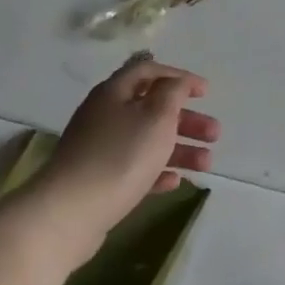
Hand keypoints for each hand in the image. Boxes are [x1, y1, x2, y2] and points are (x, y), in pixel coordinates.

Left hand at [14, 57, 219, 266]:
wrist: (69, 213)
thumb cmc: (121, 156)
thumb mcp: (157, 116)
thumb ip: (173, 93)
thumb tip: (176, 83)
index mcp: (114, 93)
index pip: (149, 72)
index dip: (179, 77)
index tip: (206, 92)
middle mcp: (104, 116)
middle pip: (152, 109)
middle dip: (187, 119)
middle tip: (215, 133)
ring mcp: (99, 150)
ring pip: (147, 141)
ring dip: (180, 148)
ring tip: (206, 163)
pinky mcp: (98, 181)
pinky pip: (134, 169)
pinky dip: (157, 171)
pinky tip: (175, 182)